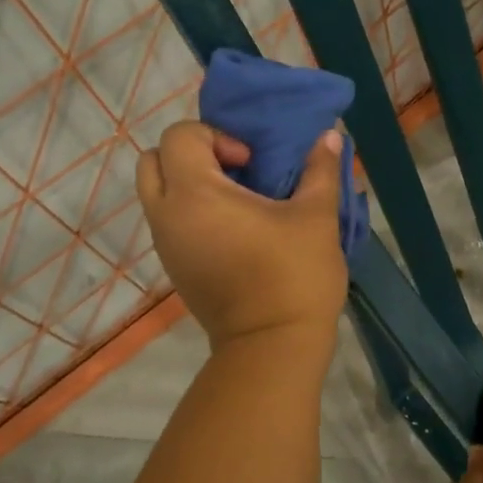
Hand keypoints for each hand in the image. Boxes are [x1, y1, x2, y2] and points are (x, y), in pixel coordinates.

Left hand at [135, 121, 347, 352]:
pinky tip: (233, 229)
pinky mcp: (172, 267)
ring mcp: (165, 245)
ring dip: (188, 183)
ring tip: (236, 200)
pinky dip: (189, 211)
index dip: (215, 136)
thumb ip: (320, 169)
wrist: (272, 347)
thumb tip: (330, 136)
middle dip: (191, 154)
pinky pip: (167, 221)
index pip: (179, 136)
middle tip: (233, 171)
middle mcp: (167, 215)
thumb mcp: (316, 217)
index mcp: (194, 194)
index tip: (250, 162)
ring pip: (156, 192)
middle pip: (153, 160)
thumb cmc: (294, 276)